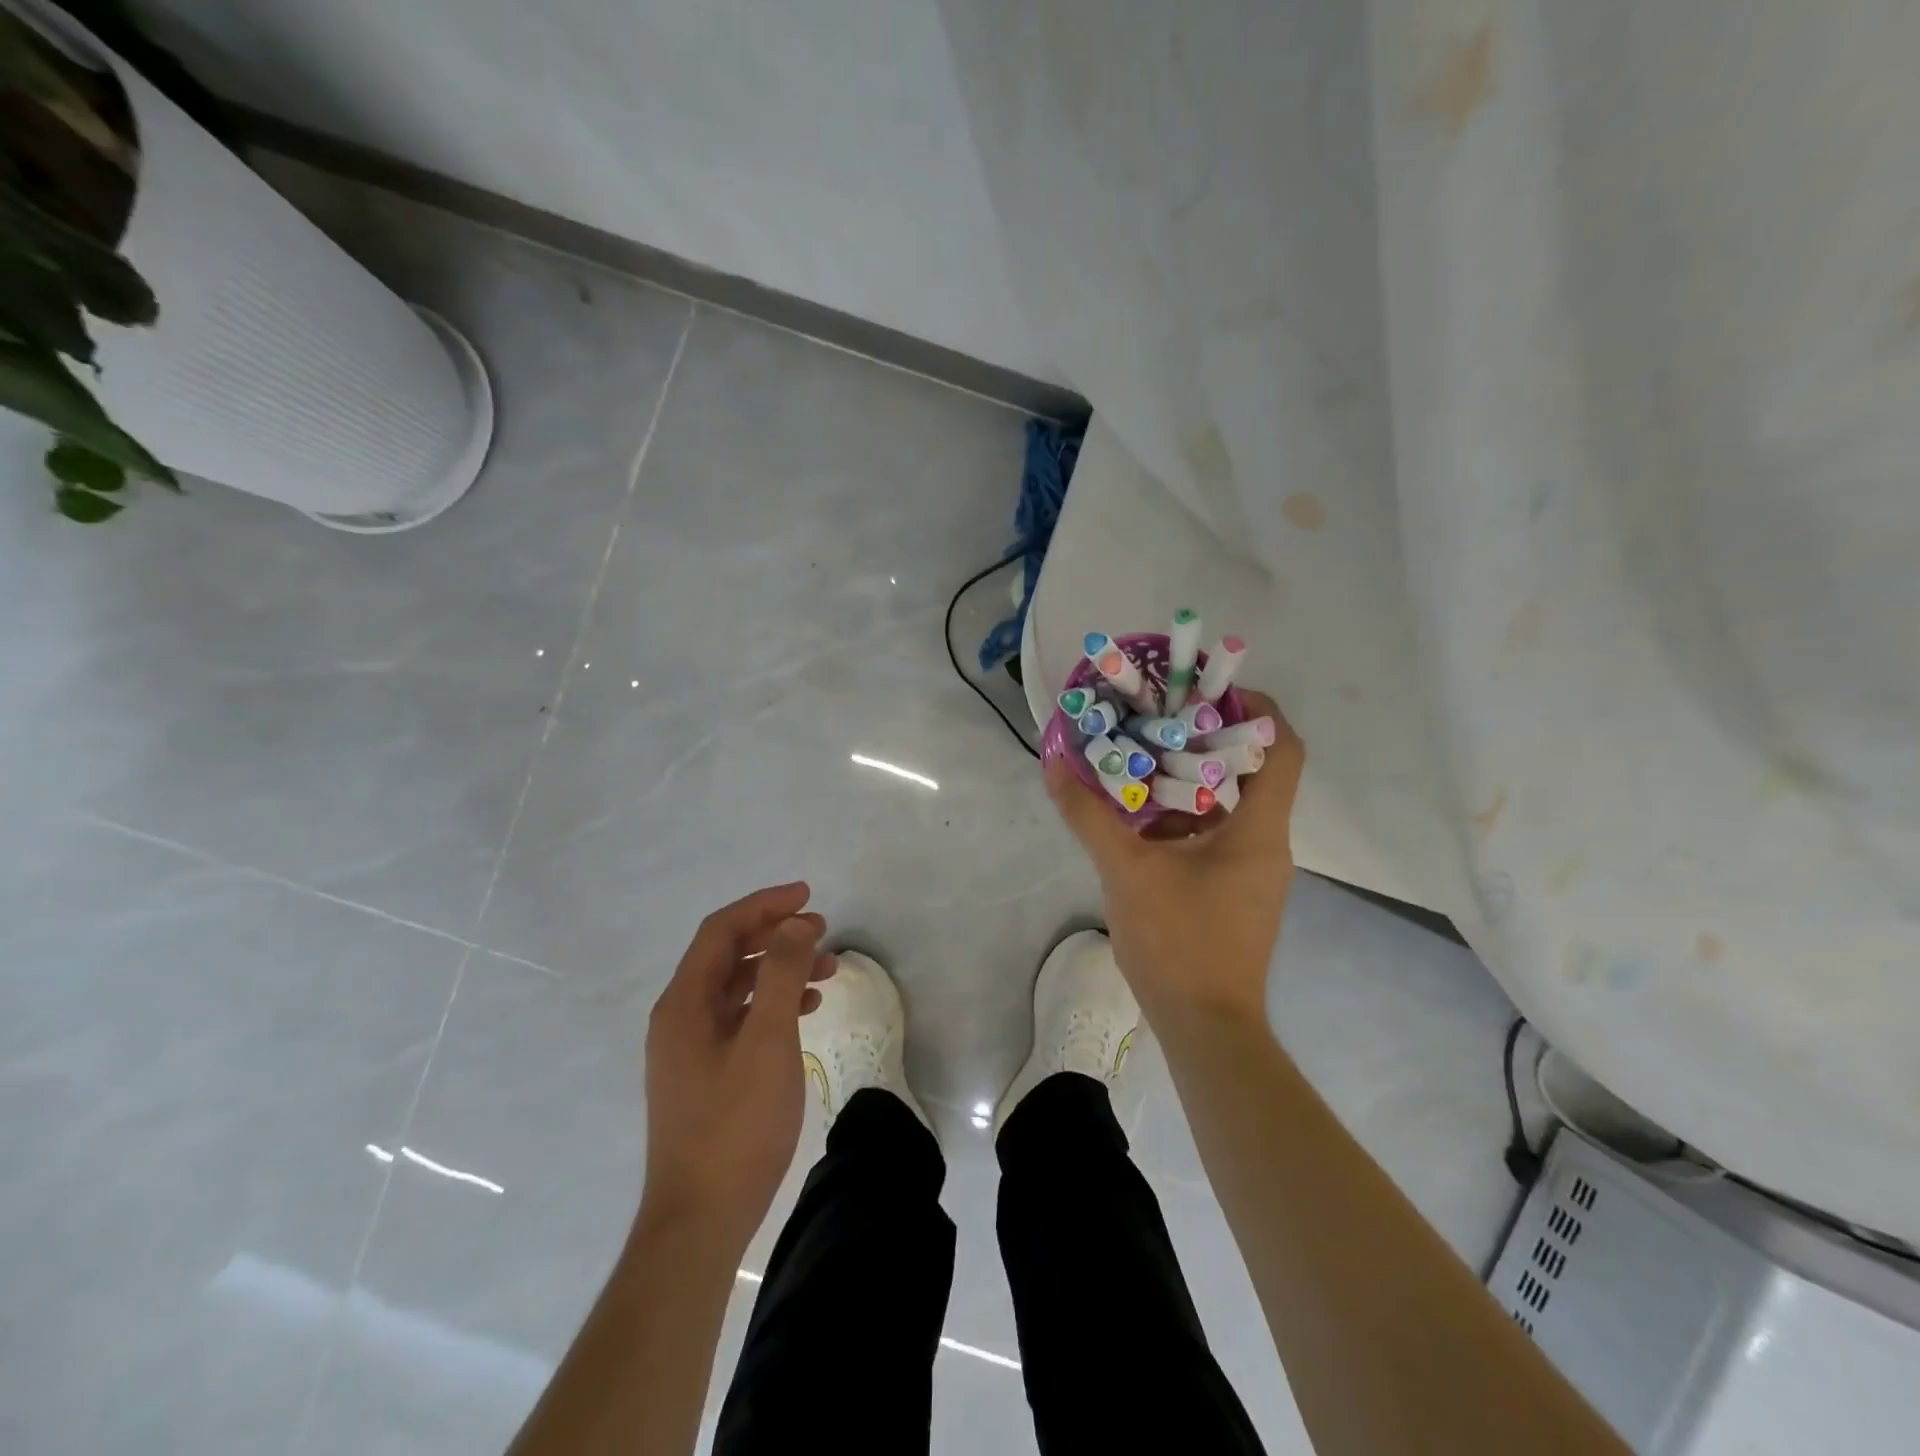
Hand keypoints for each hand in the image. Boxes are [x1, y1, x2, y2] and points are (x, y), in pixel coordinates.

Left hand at [638, 883, 836, 1257]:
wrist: (700, 1221)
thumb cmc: (735, 1125)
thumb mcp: (766, 1040)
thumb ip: (779, 974)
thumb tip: (795, 924)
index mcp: (684, 1003)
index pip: (722, 931)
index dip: (765, 905)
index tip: (809, 896)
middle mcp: (679, 1017)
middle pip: (728, 955)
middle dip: (776, 935)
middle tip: (823, 932)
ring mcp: (690, 1048)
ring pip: (737, 987)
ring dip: (779, 970)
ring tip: (827, 971)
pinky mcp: (705, 1074)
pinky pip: (740, 1018)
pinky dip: (772, 1003)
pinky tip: (805, 1010)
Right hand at [1046, 689, 1303, 1024]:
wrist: (1205, 1027)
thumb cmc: (1179, 942)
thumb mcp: (1126, 871)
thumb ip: (1089, 815)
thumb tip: (1055, 765)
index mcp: (1258, 829)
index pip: (1283, 748)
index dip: (1255, 709)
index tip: (1206, 692)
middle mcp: (1267, 842)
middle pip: (1252, 770)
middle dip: (1208, 739)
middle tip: (1159, 720)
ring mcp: (1253, 870)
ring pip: (1231, 804)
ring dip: (1191, 779)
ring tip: (1143, 759)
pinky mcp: (1235, 891)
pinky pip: (1217, 834)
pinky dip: (1185, 815)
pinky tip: (1141, 816)